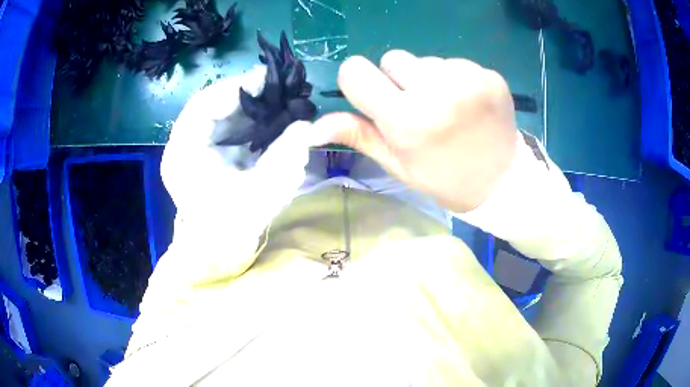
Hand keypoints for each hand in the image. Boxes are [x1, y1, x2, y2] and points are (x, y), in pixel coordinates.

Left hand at [161, 67, 324, 280]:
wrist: (214, 254)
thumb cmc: (229, 231)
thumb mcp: (259, 196)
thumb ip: (283, 159)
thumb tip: (305, 127)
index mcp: (183, 153)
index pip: (202, 105)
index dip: (235, 88)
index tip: (267, 80)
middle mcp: (183, 145)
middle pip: (211, 105)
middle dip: (245, 96)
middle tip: (278, 90)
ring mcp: (193, 147)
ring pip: (220, 113)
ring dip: (248, 106)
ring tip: (277, 102)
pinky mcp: (205, 152)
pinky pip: (226, 126)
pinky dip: (247, 121)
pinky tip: (267, 121)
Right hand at [315, 50, 518, 212]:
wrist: (500, 183)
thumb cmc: (442, 177)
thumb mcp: (397, 163)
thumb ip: (357, 135)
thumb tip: (312, 127)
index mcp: (407, 119)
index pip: (355, 71)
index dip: (359, 82)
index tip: (375, 97)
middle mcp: (437, 91)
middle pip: (392, 58)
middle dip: (398, 81)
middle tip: (420, 109)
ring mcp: (468, 79)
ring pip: (425, 59)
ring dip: (429, 80)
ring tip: (448, 109)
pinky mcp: (490, 75)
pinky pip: (455, 63)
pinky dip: (455, 80)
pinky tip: (469, 104)